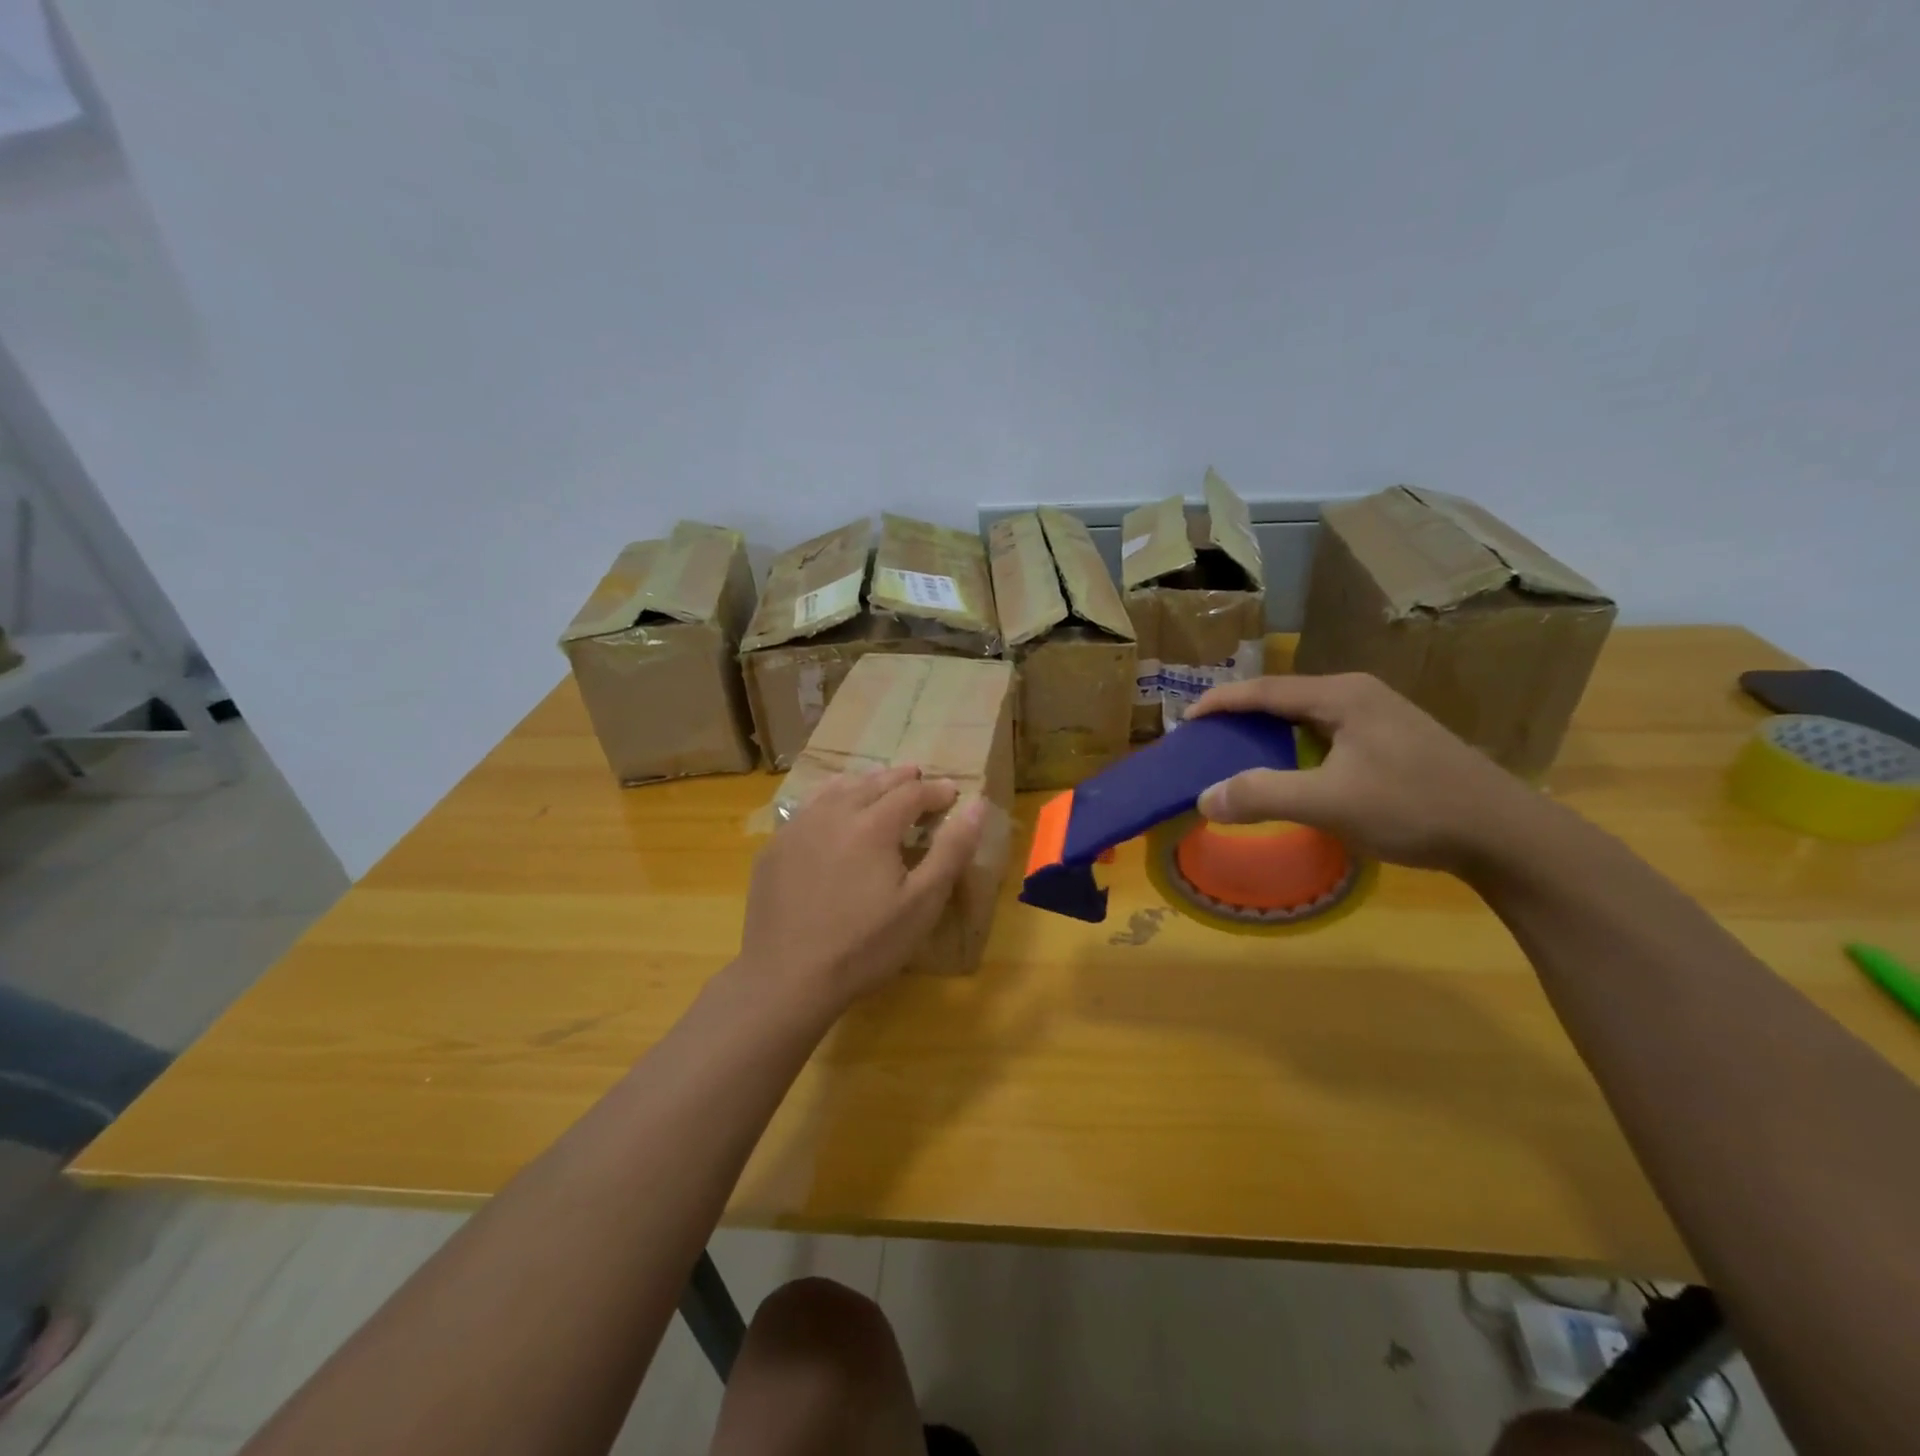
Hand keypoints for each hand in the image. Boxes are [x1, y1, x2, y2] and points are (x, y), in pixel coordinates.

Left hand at [740, 766, 986, 1007]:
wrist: (786, 978)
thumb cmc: (864, 945)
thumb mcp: (922, 903)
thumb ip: (951, 850)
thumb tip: (977, 804)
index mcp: (873, 824)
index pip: (912, 793)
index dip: (936, 791)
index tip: (952, 793)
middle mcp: (834, 813)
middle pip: (873, 783)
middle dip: (900, 778)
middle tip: (918, 776)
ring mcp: (798, 828)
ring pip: (836, 789)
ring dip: (863, 782)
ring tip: (877, 783)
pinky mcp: (774, 848)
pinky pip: (807, 808)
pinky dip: (829, 799)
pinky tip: (830, 811)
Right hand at [1187, 673, 1549, 875]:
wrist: (1505, 835)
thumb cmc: (1413, 807)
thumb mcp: (1329, 803)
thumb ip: (1262, 796)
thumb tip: (1203, 798)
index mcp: (1342, 695)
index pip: (1265, 690)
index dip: (1221, 702)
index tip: (1186, 719)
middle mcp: (1360, 695)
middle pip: (1285, 698)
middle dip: (1242, 716)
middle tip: (1207, 739)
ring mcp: (1382, 717)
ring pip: (1308, 717)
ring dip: (1270, 732)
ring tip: (1239, 752)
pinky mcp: (1395, 742)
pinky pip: (1328, 734)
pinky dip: (1297, 747)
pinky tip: (1293, 770)